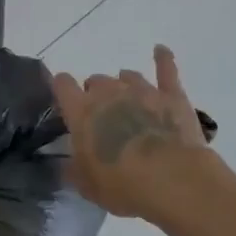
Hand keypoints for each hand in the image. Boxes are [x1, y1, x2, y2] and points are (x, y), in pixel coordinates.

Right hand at [51, 46, 214, 223]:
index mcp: (81, 111)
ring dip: (123, 86)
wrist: (173, 179)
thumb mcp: (87, 186)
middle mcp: (109, 93)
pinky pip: (166, 70)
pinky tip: (160, 50)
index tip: (63, 98)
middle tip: (102, 117)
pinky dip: (163, 58)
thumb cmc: (123, 184)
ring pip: (127, 76)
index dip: (61, 88)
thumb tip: (66, 164)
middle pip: (96, 80)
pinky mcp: (172, 95)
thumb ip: (74, 170)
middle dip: (96, 94)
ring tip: (127, 100)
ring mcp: (142, 90)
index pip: (62, 85)